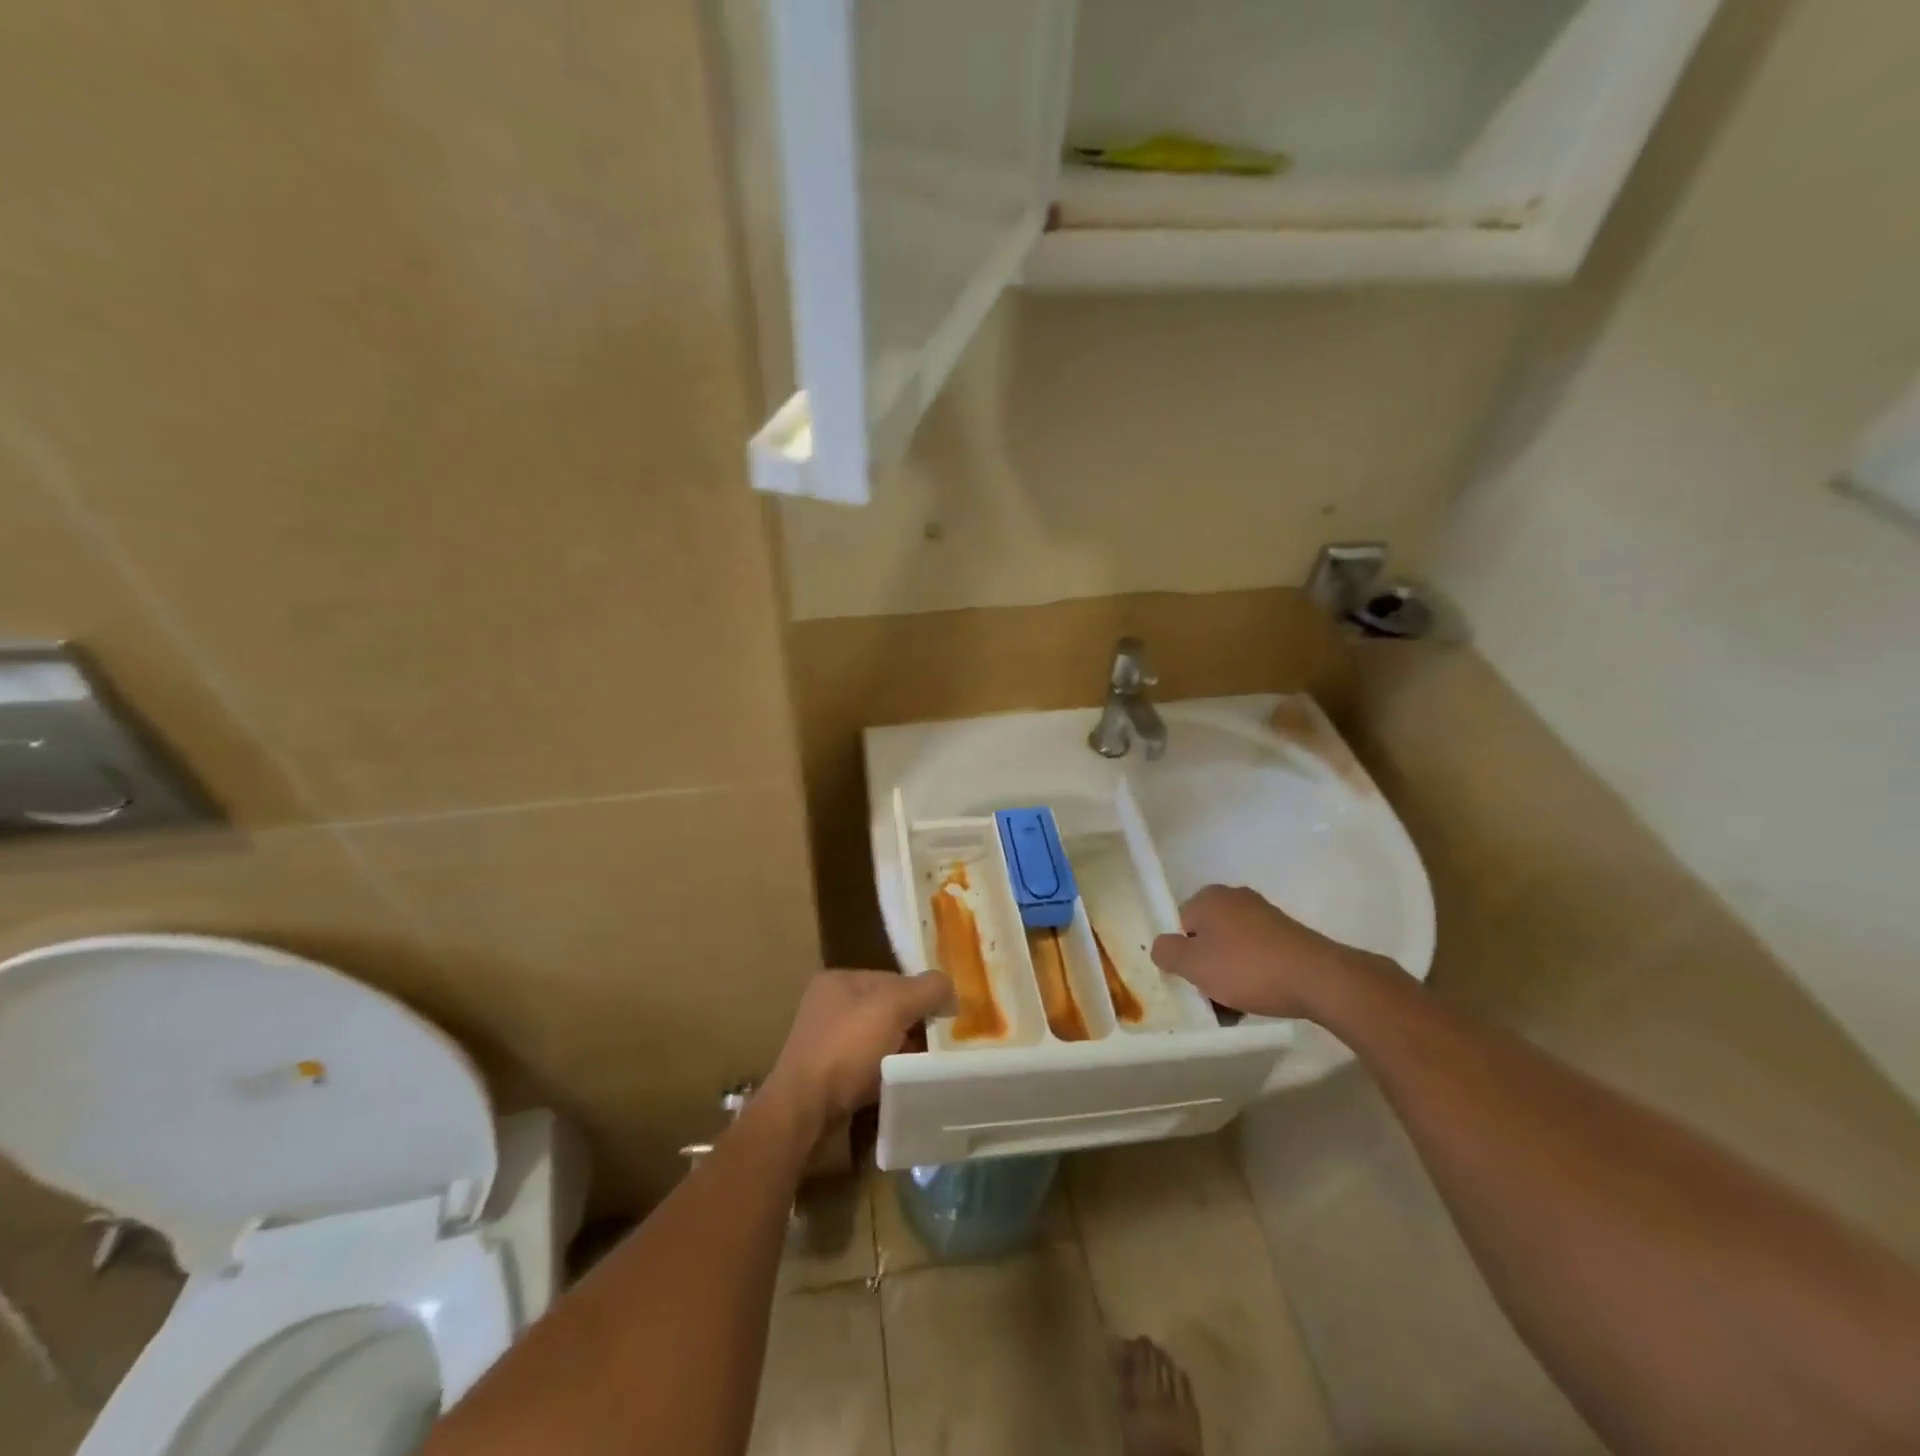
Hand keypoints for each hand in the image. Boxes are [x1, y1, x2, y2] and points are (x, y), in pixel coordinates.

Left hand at [765, 970, 953, 1129]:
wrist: (804, 1112)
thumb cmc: (847, 1048)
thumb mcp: (894, 1006)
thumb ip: (927, 989)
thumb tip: (950, 989)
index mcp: (839, 980)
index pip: (893, 978)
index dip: (922, 994)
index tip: (947, 1017)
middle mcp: (830, 1006)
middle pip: (888, 1009)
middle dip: (914, 1025)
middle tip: (942, 1044)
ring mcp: (828, 1044)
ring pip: (880, 1041)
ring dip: (903, 1053)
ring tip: (929, 1067)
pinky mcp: (830, 1078)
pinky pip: (870, 1068)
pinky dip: (889, 1074)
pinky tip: (905, 1085)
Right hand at [1150, 885, 1362, 1019]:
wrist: (1319, 980)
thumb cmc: (1247, 968)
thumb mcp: (1193, 965)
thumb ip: (1166, 952)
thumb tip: (1163, 947)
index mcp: (1209, 898)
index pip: (1178, 925)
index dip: (1180, 955)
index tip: (1190, 982)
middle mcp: (1235, 898)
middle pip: (1205, 937)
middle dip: (1205, 967)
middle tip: (1210, 997)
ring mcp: (1264, 915)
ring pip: (1231, 949)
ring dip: (1228, 975)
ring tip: (1235, 1007)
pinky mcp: (1287, 935)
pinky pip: (1256, 955)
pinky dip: (1252, 975)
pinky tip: (1258, 999)